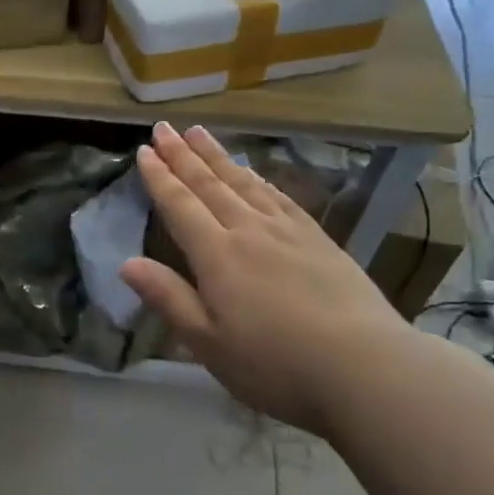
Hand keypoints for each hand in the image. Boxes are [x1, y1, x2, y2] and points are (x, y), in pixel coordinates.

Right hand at [120, 124, 410, 433]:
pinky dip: (259, 178)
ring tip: (200, 133)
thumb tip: (126, 263)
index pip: (180, 205)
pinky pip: (279, 197)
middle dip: (183, 155)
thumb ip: (168, 298)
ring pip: (244, 182)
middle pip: (209, 184)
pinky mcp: (319, 239)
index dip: (160, 177)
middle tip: (165, 127)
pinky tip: (254, 172)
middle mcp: (249, 231)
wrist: (367, 368)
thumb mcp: (209, 343)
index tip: (144, 150)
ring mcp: (287, 231)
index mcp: (217, 255)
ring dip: (218, 156)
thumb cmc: (277, 365)